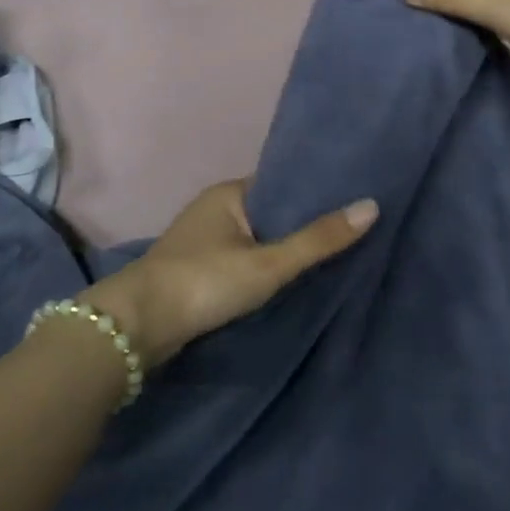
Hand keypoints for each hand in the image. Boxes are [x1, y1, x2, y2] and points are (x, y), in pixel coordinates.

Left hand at [81, 180, 377, 367]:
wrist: (138, 326)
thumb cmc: (204, 282)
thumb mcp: (268, 263)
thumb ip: (318, 240)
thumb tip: (371, 206)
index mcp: (229, 193)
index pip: (282, 184)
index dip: (315, 193)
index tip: (353, 201)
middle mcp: (214, 209)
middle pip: (270, 213)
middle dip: (301, 225)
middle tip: (351, 233)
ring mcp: (202, 241)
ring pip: (255, 240)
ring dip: (282, 250)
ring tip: (331, 257)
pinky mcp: (196, 271)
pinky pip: (241, 261)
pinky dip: (263, 269)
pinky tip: (289, 281)